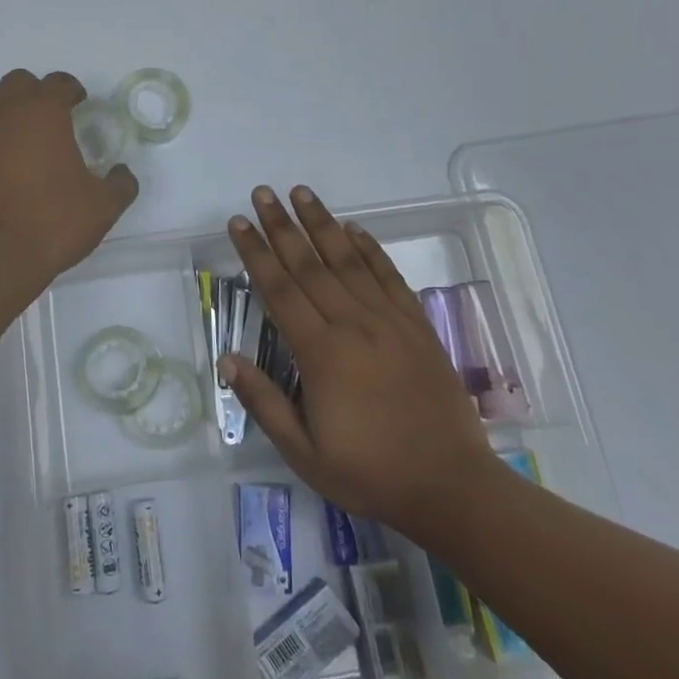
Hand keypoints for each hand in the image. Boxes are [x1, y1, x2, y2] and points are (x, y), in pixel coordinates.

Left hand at [0, 70, 138, 300]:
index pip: (58, 82)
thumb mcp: (103, 207)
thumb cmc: (53, 223)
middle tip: (47, 119)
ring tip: (17, 142)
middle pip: (16, 83)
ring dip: (3, 115)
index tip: (78, 103)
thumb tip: (122, 174)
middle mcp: (2, 113)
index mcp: (42, 112)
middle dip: (34, 94)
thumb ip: (120, 183)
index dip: (71, 89)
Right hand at [220, 185, 494, 537]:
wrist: (451, 486)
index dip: (255, 253)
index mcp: (321, 353)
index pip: (279, 290)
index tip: (238, 223)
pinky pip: (388, 276)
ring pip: (347, 260)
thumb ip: (264, 403)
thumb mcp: (304, 453)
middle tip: (262, 193)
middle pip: (309, 264)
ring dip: (321, 224)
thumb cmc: (370, 473)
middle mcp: (353, 324)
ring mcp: (389, 321)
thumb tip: (227, 359)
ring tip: (302, 193)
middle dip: (281, 226)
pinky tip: (353, 228)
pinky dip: (369, 248)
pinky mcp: (416, 325)